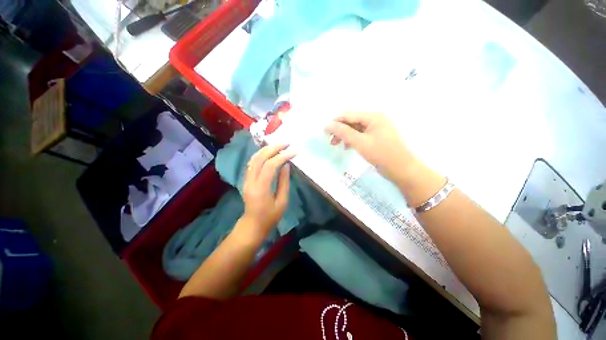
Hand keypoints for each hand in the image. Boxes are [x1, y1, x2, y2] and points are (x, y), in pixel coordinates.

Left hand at [240, 144, 294, 236]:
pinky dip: (261, 155)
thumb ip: (284, 182)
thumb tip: (286, 165)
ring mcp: (246, 179)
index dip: (282, 156)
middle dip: (274, 148)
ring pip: (254, 158)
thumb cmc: (270, 217)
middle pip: (260, 158)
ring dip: (266, 149)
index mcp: (261, 188)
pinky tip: (269, 152)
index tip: (294, 152)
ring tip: (279, 145)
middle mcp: (250, 181)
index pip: (270, 166)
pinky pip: (252, 163)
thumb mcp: (282, 201)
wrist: (253, 225)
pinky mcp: (246, 179)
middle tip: (287, 143)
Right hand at [325, 112, 418, 184]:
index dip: (335, 122)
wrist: (401, 169)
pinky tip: (348, 147)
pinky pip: (361, 135)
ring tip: (336, 145)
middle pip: (352, 121)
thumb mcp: (360, 142)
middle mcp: (375, 119)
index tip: (325, 132)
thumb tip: (328, 125)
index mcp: (373, 116)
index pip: (349, 115)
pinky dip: (352, 140)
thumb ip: (343, 132)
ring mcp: (377, 128)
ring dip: (345, 136)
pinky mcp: (377, 137)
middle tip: (331, 141)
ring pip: (355, 129)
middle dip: (340, 130)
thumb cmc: (381, 154)